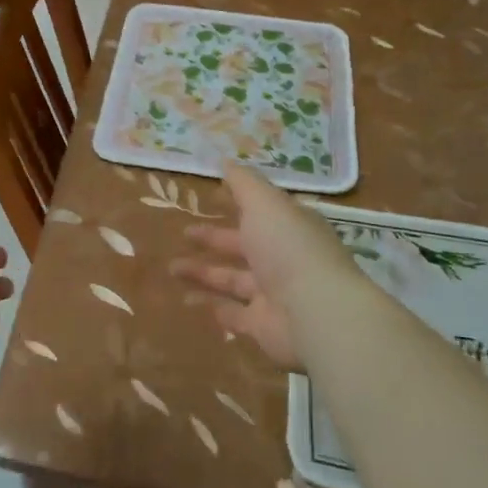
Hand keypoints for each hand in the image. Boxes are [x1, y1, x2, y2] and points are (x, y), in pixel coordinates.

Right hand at [171, 164, 364, 371]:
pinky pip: (233, 314)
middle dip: (213, 239)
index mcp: (289, 227)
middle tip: (183, 233)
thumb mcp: (264, 203)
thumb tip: (225, 161)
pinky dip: (212, 307)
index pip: (261, 213)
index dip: (237, 205)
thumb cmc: (289, 248)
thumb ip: (243, 183)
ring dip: (203, 273)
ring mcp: (274, 295)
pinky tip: (188, 300)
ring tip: (171, 269)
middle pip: (243, 246)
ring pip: (233, 280)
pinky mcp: (263, 326)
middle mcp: (283, 259)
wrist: (315, 313)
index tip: (210, 200)